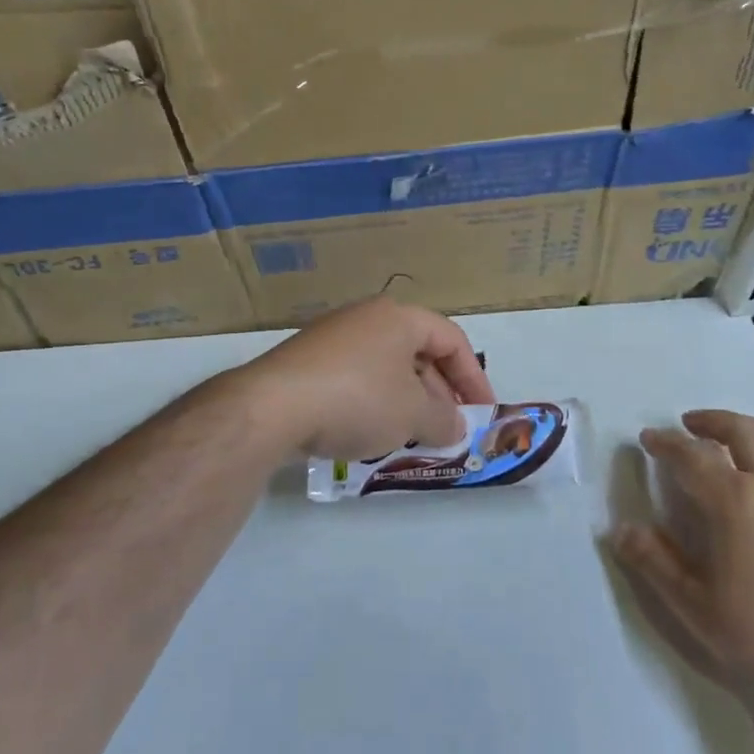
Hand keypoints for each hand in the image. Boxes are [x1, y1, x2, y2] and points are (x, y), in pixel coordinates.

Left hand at [240, 298, 494, 459]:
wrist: (271, 407)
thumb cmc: (357, 399)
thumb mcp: (413, 415)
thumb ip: (444, 420)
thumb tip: (457, 426)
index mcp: (399, 317)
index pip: (452, 340)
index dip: (474, 377)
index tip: (483, 412)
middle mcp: (367, 318)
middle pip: (419, 352)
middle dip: (440, 393)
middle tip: (449, 428)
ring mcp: (333, 339)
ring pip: (387, 368)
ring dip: (408, 401)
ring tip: (414, 436)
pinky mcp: (308, 363)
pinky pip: (356, 379)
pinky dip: (375, 403)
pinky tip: (372, 433)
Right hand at [611, 410, 753, 705]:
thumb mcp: (699, 609)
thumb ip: (656, 564)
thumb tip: (621, 530)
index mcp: (735, 501)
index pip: (692, 456)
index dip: (666, 443)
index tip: (649, 438)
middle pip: (739, 429)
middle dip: (709, 421)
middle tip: (689, 425)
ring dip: (749, 425)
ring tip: (734, 434)